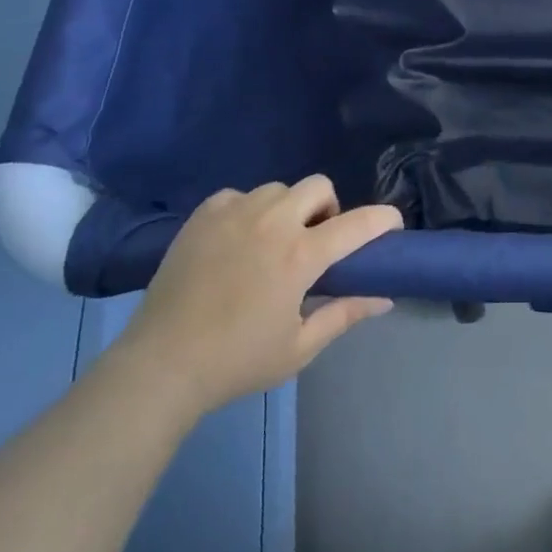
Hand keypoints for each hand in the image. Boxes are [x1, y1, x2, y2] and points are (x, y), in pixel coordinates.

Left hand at [115, 175, 401, 415]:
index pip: (357, 224)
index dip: (382, 219)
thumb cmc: (236, 361)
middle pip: (318, 186)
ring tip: (272, 242)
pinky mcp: (203, 215)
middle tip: (316, 243)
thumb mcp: (299, 348)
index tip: (392, 224)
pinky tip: (237, 240)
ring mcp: (234, 212)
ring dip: (288, 208)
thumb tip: (385, 299)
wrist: (160, 365)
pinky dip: (247, 211)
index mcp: (300, 255)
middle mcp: (272, 222)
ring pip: (278, 189)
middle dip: (328, 209)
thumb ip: (344, 314)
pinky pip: (238, 196)